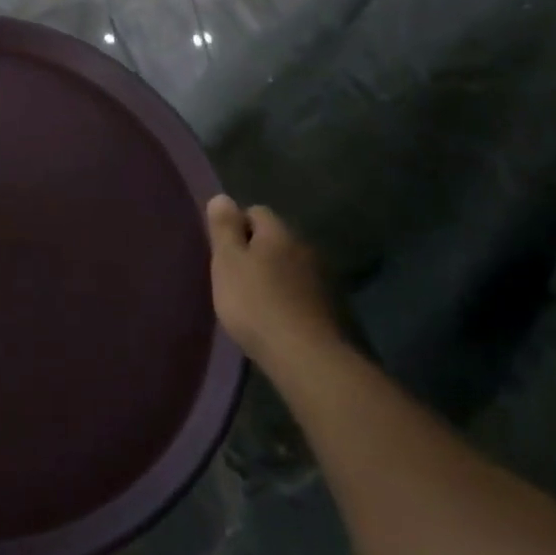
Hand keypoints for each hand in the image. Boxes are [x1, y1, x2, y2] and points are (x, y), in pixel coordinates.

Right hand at [205, 196, 341, 366]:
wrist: (307, 357)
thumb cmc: (256, 303)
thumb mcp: (227, 262)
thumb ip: (224, 228)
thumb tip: (222, 197)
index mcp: (279, 233)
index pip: (256, 211)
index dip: (236, 226)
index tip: (223, 251)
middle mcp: (305, 247)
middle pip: (275, 238)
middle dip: (256, 250)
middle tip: (235, 276)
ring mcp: (323, 278)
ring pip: (291, 265)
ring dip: (275, 275)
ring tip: (255, 300)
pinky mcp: (333, 308)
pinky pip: (303, 291)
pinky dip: (289, 297)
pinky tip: (277, 318)